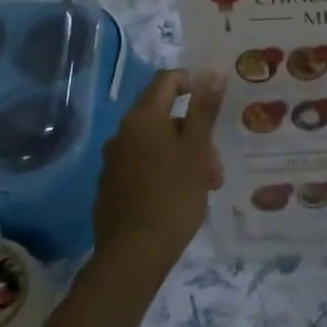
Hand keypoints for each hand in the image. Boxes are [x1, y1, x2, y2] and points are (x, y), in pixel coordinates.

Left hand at [93, 69, 225, 271]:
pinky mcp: (111, 187)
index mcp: (142, 118)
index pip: (166, 80)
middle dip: (194, 135)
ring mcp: (113, 161)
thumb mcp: (197, 150)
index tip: (212, 105)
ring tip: (204, 187)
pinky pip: (142, 166)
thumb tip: (213, 71)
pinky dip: (164, 172)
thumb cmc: (173, 195)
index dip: (191, 83)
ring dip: (184, 157)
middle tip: (215, 167)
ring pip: (156, 145)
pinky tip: (179, 199)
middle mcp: (122, 133)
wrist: (133, 255)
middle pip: (164, 117)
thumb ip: (204, 109)